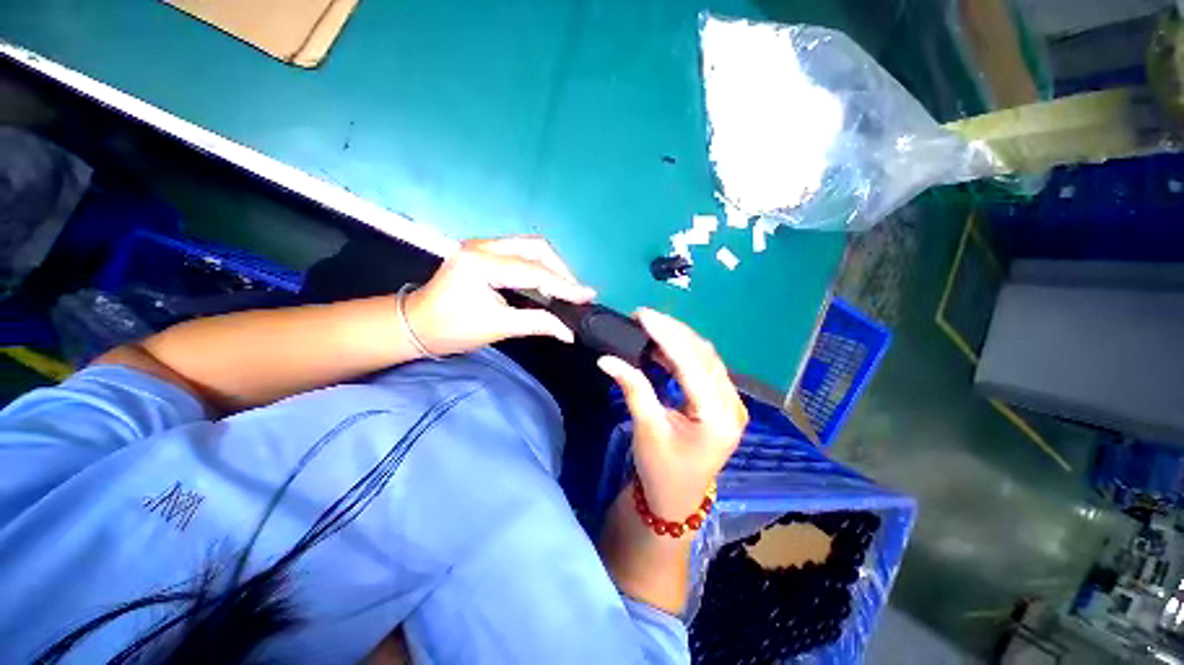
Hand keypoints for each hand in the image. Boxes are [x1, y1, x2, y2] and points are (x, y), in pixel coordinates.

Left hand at [403, 237, 594, 355]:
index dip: (564, 285)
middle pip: (535, 247)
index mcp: (482, 264)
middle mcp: (483, 246)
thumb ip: (537, 324)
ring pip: (530, 247)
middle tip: (576, 294)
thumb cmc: (451, 329)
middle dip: (561, 270)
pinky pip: (521, 253)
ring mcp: (482, 245)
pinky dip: (539, 267)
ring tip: (567, 289)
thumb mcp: (497, 327)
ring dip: (552, 266)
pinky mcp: (484, 252)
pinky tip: (548, 283)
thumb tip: (568, 332)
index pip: (534, 271)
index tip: (588, 296)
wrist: (414, 325)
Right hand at [597, 309, 747, 519]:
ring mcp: (730, 402)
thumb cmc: (662, 471)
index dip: (667, 335)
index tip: (642, 315)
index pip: (692, 363)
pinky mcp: (720, 401)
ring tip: (650, 326)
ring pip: (705, 357)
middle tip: (643, 317)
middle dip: (673, 331)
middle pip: (704, 355)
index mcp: (718, 416)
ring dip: (678, 339)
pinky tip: (663, 346)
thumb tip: (607, 359)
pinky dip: (682, 353)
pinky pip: (703, 367)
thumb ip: (633, 389)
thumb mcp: (646, 429)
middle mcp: (732, 405)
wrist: (676, 500)